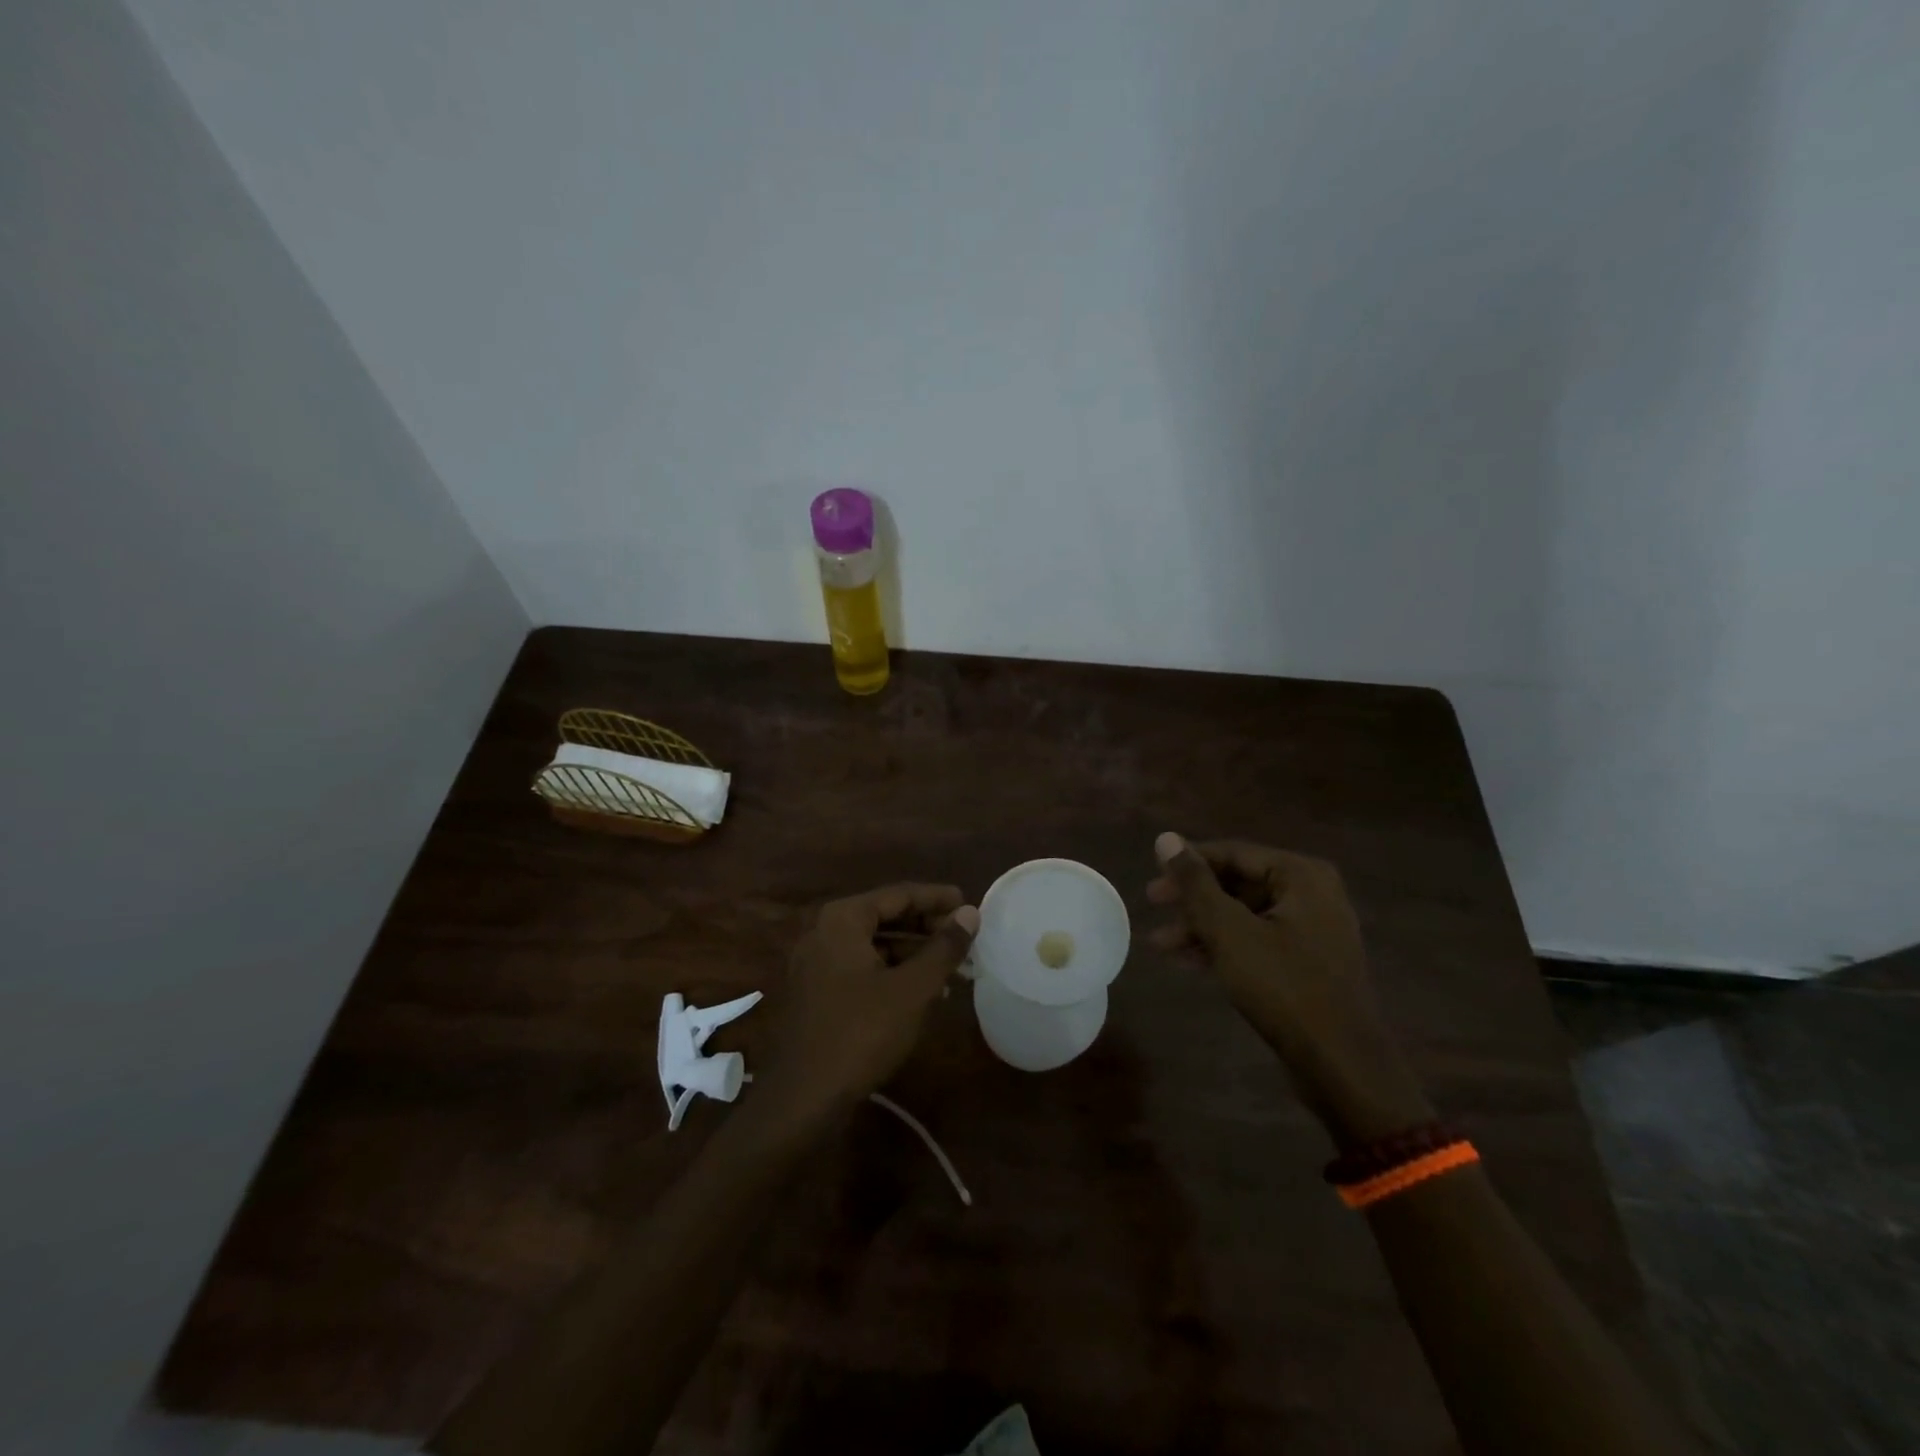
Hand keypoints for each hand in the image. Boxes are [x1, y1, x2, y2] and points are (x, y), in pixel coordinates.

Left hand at [758, 884, 978, 1128]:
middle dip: (926, 926)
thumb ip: (943, 948)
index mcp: (843, 919)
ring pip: (873, 944)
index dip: (937, 898)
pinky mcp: (815, 992)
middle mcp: (823, 932)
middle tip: (963, 937)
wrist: (802, 1098)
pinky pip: (860, 967)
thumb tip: (969, 913)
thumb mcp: (912, 989)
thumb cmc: (861, 1032)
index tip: (968, 903)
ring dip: (912, 952)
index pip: (898, 894)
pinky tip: (920, 991)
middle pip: (884, 916)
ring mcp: (815, 963)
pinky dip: (891, 971)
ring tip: (950, 967)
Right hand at [1147, 833, 1433, 1146]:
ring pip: (1243, 914)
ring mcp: (1312, 930)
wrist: (1340, 1064)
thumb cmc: (1283, 986)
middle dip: (1192, 899)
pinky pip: (1257, 940)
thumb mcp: (1229, 931)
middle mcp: (1312, 894)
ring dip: (1201, 926)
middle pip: (1237, 882)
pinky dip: (1224, 947)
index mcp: (1301, 875)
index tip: (1152, 876)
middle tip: (1152, 905)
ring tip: (1160, 944)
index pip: (1232, 853)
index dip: (1187, 863)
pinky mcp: (1307, 963)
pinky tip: (1188, 961)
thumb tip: (1166, 837)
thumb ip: (1195, 883)